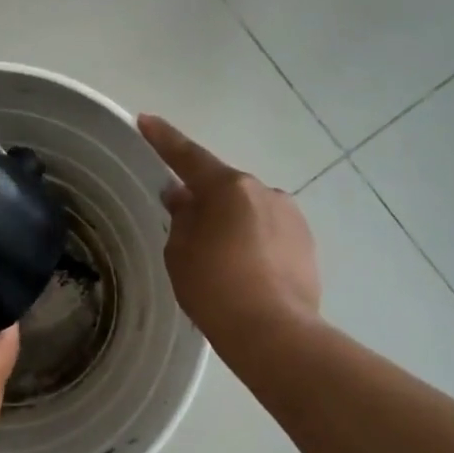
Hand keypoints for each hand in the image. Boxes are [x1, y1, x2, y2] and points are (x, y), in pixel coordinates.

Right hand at [138, 115, 320, 352]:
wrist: (273, 332)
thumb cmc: (215, 290)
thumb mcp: (181, 254)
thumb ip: (182, 218)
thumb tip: (184, 197)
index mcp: (229, 188)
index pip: (189, 157)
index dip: (164, 140)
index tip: (146, 120)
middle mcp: (264, 192)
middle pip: (224, 189)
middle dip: (204, 202)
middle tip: (186, 231)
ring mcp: (291, 216)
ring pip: (249, 213)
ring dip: (232, 226)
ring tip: (220, 265)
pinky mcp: (306, 243)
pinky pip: (269, 234)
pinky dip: (253, 245)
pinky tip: (246, 275)